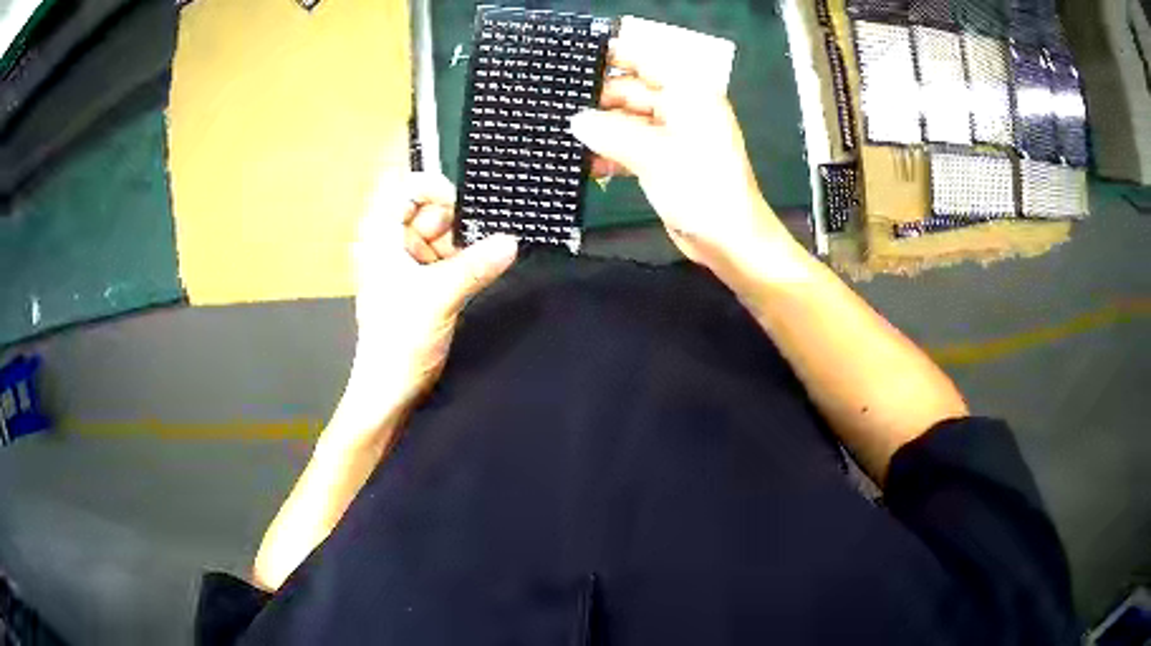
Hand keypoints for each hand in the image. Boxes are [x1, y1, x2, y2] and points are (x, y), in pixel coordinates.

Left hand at [340, 172, 517, 444]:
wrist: (390, 388)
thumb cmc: (400, 338)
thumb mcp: (439, 297)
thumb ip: (476, 266)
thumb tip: (513, 241)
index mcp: (380, 237)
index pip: (402, 189)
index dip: (433, 188)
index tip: (464, 205)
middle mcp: (389, 243)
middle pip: (424, 209)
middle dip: (455, 217)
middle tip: (486, 231)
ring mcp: (404, 262)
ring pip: (437, 233)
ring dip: (462, 240)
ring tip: (488, 251)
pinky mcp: (419, 281)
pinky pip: (443, 256)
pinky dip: (463, 257)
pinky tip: (484, 264)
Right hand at [569, 41, 800, 278]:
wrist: (729, 242)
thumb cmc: (701, 189)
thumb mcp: (654, 156)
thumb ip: (611, 133)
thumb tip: (575, 120)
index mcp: (689, 94)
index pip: (645, 62)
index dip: (612, 58)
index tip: (574, 61)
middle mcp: (681, 108)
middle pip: (632, 92)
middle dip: (598, 99)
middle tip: (556, 105)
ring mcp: (672, 135)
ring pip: (628, 121)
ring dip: (600, 129)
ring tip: (561, 132)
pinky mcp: (665, 160)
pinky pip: (632, 146)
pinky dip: (611, 152)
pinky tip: (582, 161)